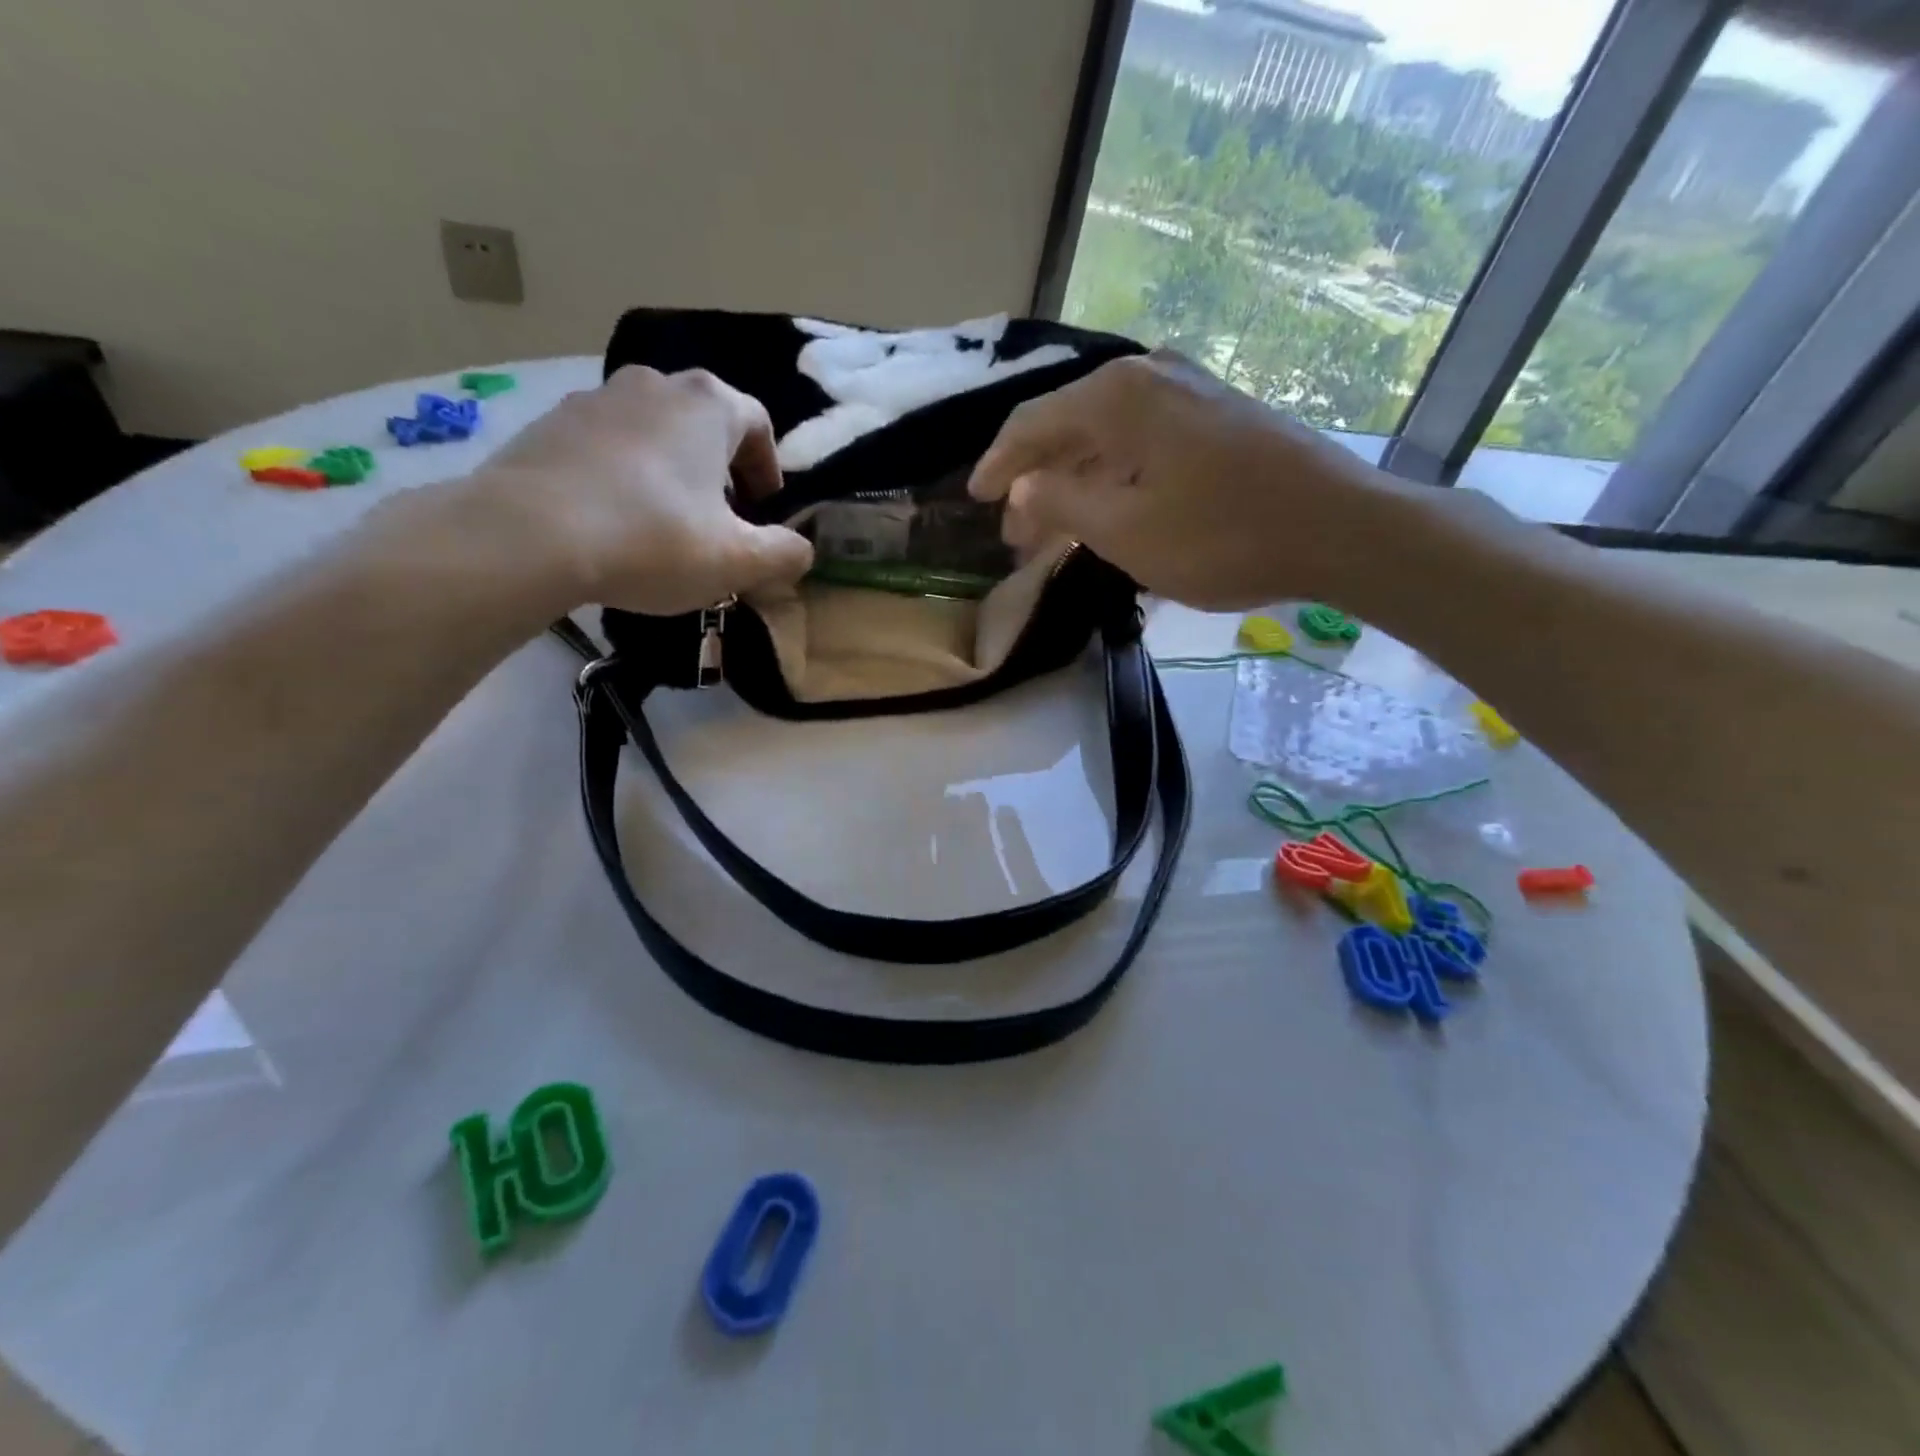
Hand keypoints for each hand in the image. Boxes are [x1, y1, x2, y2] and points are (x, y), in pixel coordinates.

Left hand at [471, 366, 812, 615]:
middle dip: (721, 469)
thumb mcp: (738, 560)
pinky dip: (624, 474)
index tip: (763, 509)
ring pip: (655, 432)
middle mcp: (655, 384)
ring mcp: (597, 398)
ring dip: (672, 470)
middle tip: (720, 519)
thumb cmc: (653, 540)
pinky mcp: (551, 423)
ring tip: (665, 521)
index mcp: (709, 405)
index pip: (758, 424)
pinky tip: (615, 519)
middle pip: (705, 423)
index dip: (768, 469)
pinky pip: (607, 445)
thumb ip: (784, 554)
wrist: (529, 535)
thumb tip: (801, 551)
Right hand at [968, 351, 1410, 610]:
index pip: (1033, 424)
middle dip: (1036, 482)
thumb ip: (1062, 503)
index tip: (975, 499)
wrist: (1338, 528)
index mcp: (1117, 396)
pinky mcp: (1217, 415)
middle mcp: (1149, 376)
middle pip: (1069, 428)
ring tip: (1054, 531)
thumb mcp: (1125, 531)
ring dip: (1074, 483)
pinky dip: (1113, 477)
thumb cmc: (1221, 535)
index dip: (997, 465)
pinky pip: (1142, 442)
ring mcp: (1189, 390)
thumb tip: (1025, 485)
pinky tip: (1107, 509)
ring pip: (1106, 437)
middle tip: (1016, 533)